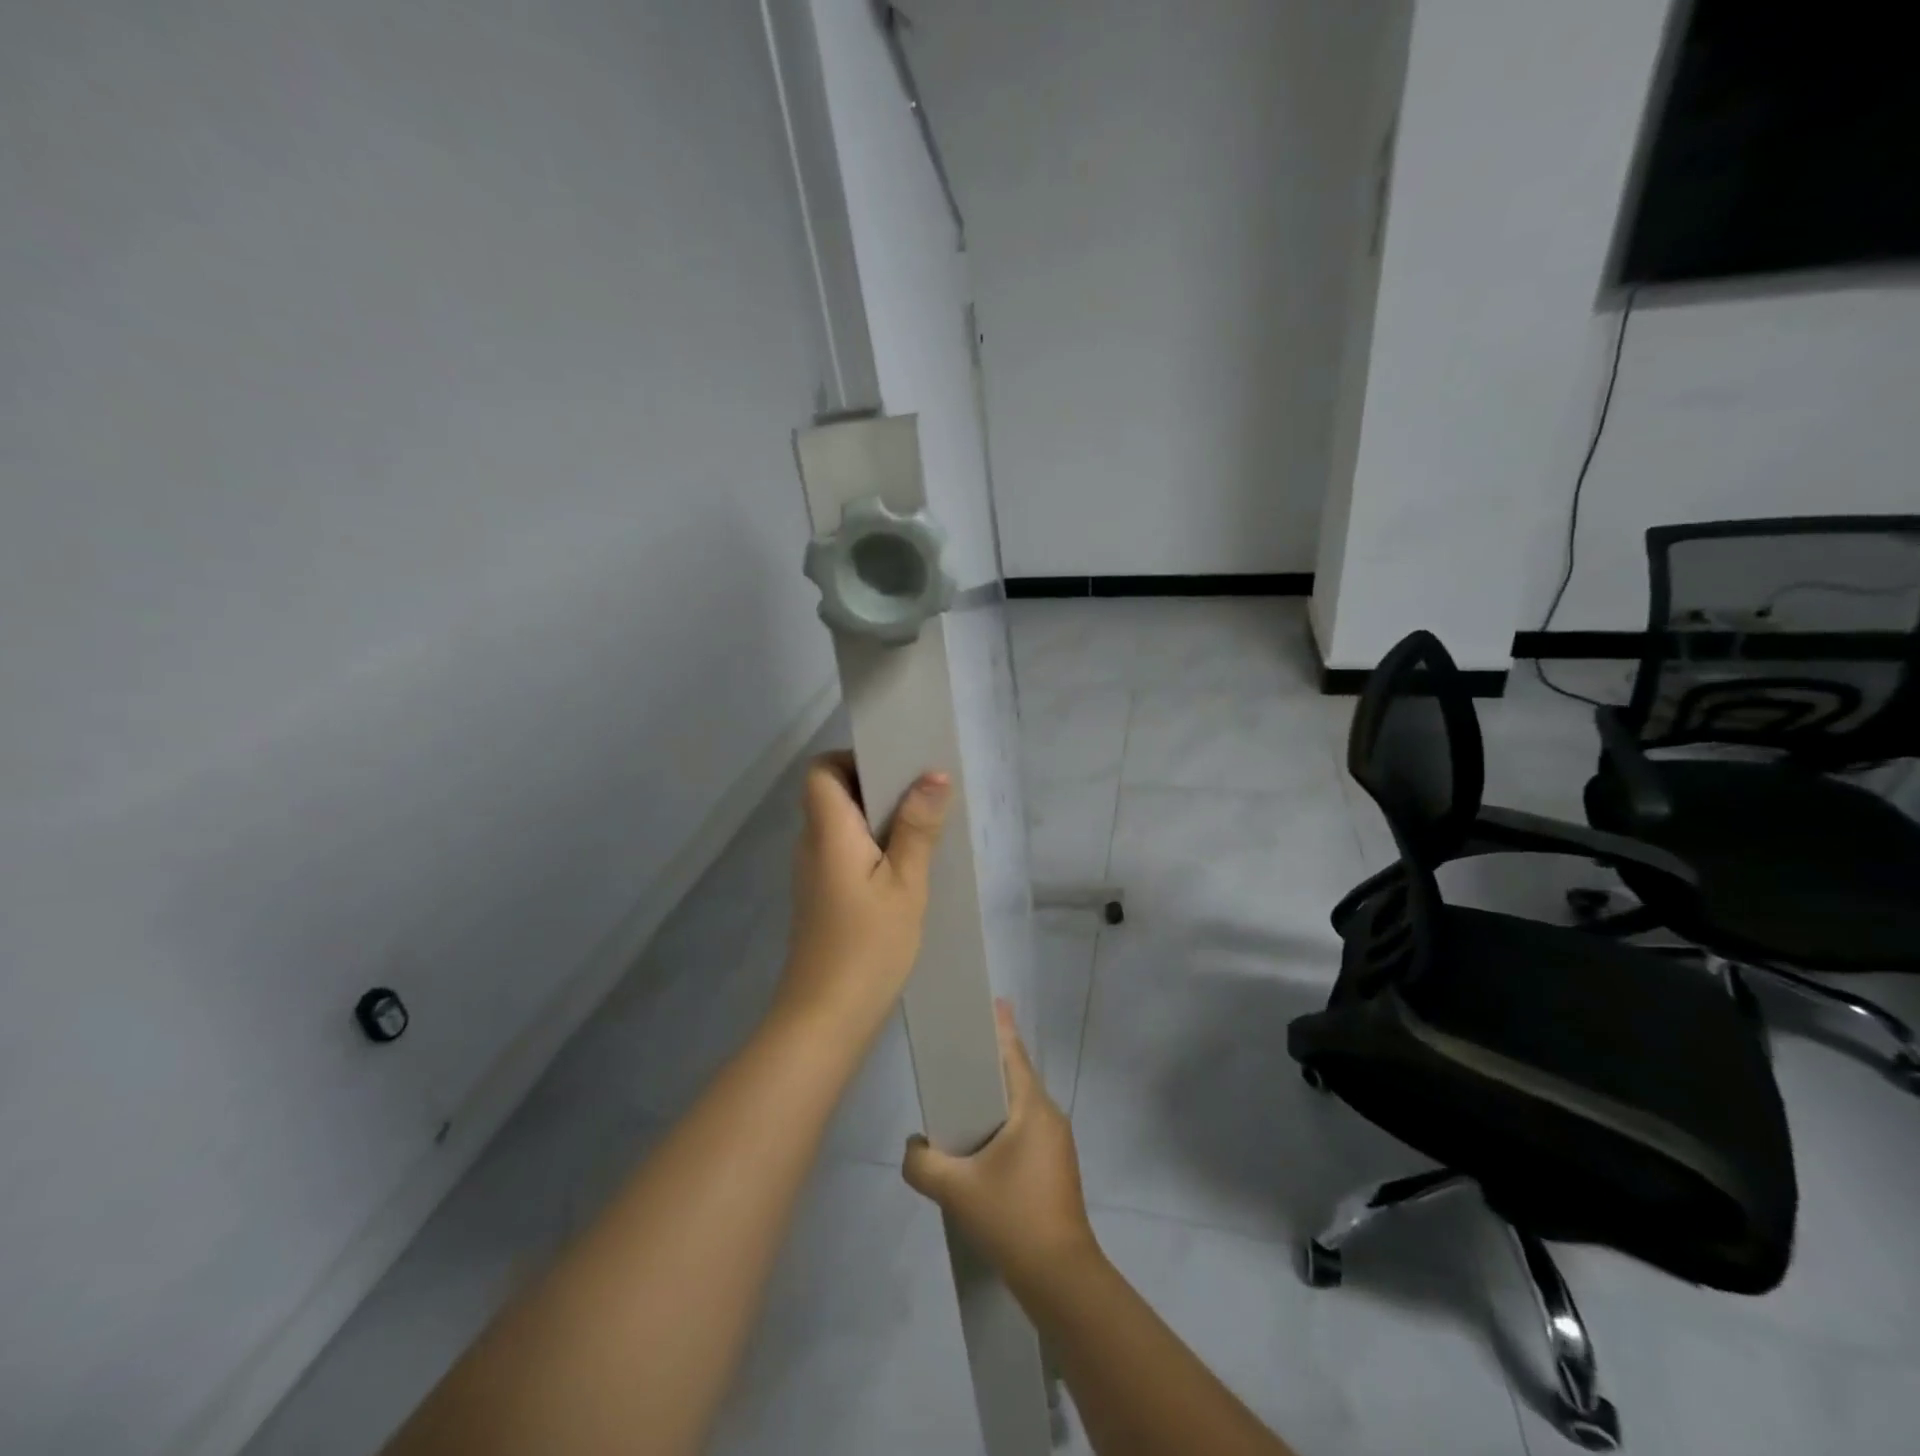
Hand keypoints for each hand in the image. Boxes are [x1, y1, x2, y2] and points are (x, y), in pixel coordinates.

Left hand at [777, 752, 951, 1039]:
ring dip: (878, 820)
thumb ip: (918, 828)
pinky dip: (872, 847)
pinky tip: (906, 868)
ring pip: (842, 825)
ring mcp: (814, 873)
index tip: (895, 770)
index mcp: (828, 831)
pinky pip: (845, 852)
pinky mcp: (822, 897)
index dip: (853, 760)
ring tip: (924, 829)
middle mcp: (812, 844)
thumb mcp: (906, 885)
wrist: (825, 1019)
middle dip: (876, 787)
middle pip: (833, 794)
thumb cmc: (868, 946)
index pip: (821, 770)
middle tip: (923, 797)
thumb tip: (933, 775)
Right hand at [901, 1000, 1098, 1292]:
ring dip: (995, 1096)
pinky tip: (980, 1141)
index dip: (1001, 1026)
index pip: (1014, 1054)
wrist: (1061, 1279)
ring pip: (1021, 1105)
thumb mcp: (956, 1190)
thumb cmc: (1013, 1218)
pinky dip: (1002, 1121)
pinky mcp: (1056, 1167)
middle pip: (1017, 1076)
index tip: (992, 1001)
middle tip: (960, 1048)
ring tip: (962, 1095)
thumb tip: (914, 1147)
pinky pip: (1025, 1128)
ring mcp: (1056, 1143)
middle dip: (991, 1060)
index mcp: (1033, 1108)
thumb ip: (922, 1163)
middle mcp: (1049, 1116)